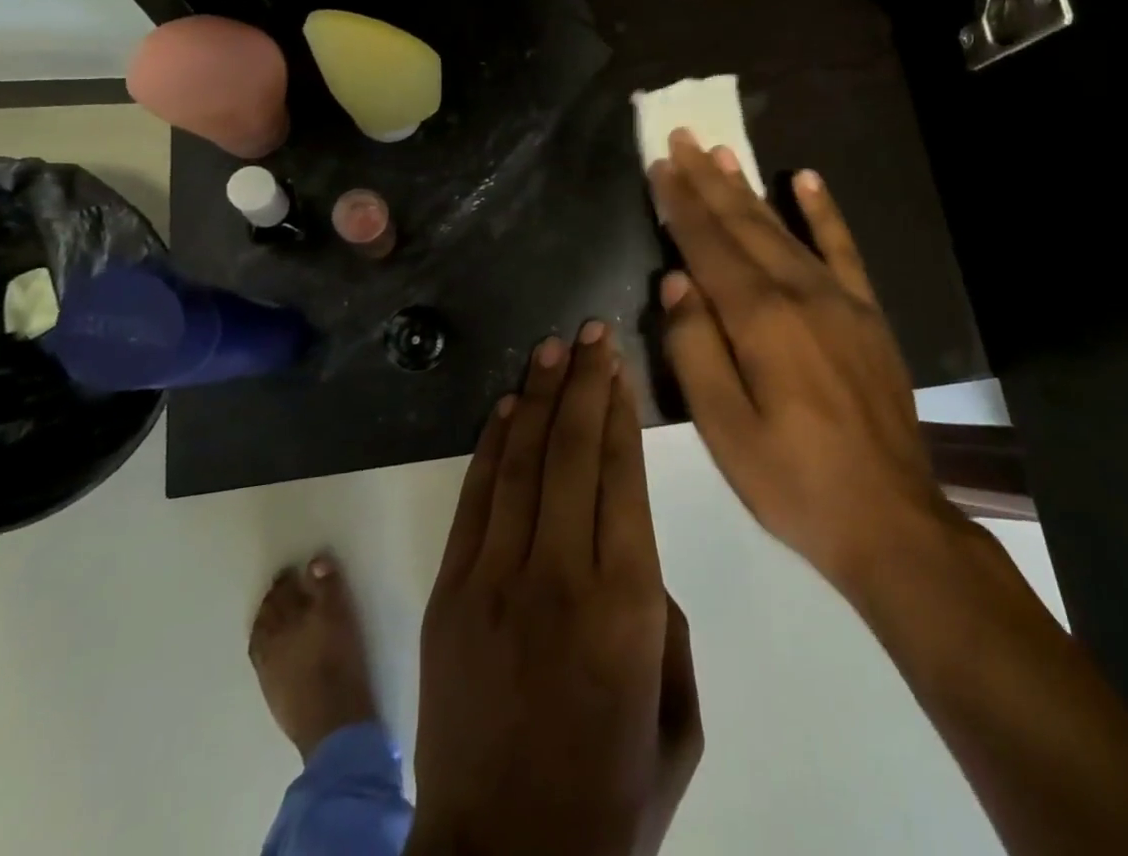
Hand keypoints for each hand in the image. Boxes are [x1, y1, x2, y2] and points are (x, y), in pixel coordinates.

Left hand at [409, 323, 696, 855]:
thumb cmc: (608, 794)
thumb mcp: (676, 716)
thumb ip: (664, 620)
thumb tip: (632, 550)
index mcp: (628, 604)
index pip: (623, 474)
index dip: (620, 409)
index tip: (619, 364)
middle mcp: (562, 574)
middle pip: (574, 451)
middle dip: (584, 382)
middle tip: (590, 333)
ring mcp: (497, 579)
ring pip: (523, 462)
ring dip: (539, 397)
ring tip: (552, 349)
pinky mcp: (451, 592)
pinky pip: (477, 499)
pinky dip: (493, 446)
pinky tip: (509, 407)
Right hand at [650, 129, 957, 596]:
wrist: (891, 519)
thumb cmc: (793, 481)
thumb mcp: (724, 430)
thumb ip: (694, 349)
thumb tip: (675, 281)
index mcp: (760, 319)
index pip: (708, 246)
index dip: (680, 204)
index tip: (661, 165)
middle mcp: (800, 292)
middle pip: (743, 225)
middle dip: (708, 180)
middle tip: (683, 138)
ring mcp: (840, 298)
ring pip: (783, 228)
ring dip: (749, 188)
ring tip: (723, 152)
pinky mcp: (867, 313)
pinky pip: (842, 248)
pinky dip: (823, 211)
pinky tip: (806, 178)